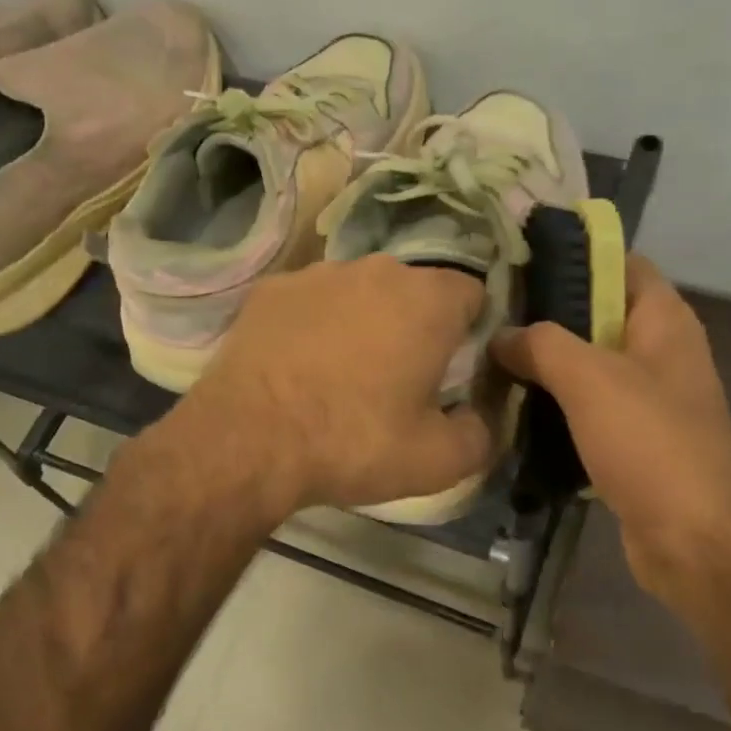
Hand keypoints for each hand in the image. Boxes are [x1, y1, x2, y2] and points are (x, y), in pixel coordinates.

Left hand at [179, 255, 495, 515]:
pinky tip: (299, 365)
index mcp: (428, 300)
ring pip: (360, 292)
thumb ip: (482, 434)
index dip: (470, 332)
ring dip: (364, 322)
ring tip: (343, 374)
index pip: (472, 294)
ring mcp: (318, 273)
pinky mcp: (271, 289)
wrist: (248, 441)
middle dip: (416, 326)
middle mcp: (377, 269)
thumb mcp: (439, 460)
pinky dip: (315, 324)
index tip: (453, 370)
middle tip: (400, 378)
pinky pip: (311, 301)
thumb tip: (482, 417)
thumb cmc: (354, 442)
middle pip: (415, 291)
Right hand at [492, 255, 730, 605]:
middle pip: (597, 315)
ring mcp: (647, 399)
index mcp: (664, 321)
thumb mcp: (591, 379)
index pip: (619, 264)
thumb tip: (502, 335)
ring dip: (544, 364)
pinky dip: (553, 406)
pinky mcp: (632, 441)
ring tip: (487, 357)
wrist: (696, 541)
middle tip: (487, 315)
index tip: (515, 261)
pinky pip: (586, 409)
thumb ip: (542, 345)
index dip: (572, 257)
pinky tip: (510, 408)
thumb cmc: (651, 444)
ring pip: (587, 366)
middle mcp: (659, 352)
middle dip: (545, 314)